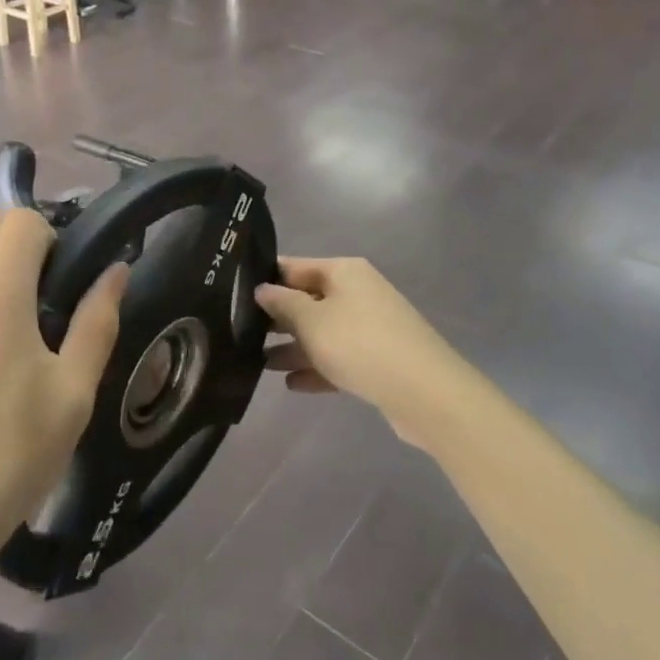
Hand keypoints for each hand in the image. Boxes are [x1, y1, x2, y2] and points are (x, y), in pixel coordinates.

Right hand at [255, 257, 471, 447]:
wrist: (425, 392)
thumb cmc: (359, 344)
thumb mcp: (311, 321)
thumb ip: (282, 304)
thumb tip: (262, 289)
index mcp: (344, 272)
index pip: (294, 267)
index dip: (265, 279)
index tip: (234, 296)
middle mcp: (358, 293)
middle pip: (308, 300)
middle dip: (277, 318)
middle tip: (241, 333)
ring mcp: (371, 327)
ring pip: (322, 332)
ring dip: (293, 347)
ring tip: (260, 365)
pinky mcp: (379, 359)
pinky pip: (339, 358)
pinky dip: (317, 368)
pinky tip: (291, 384)